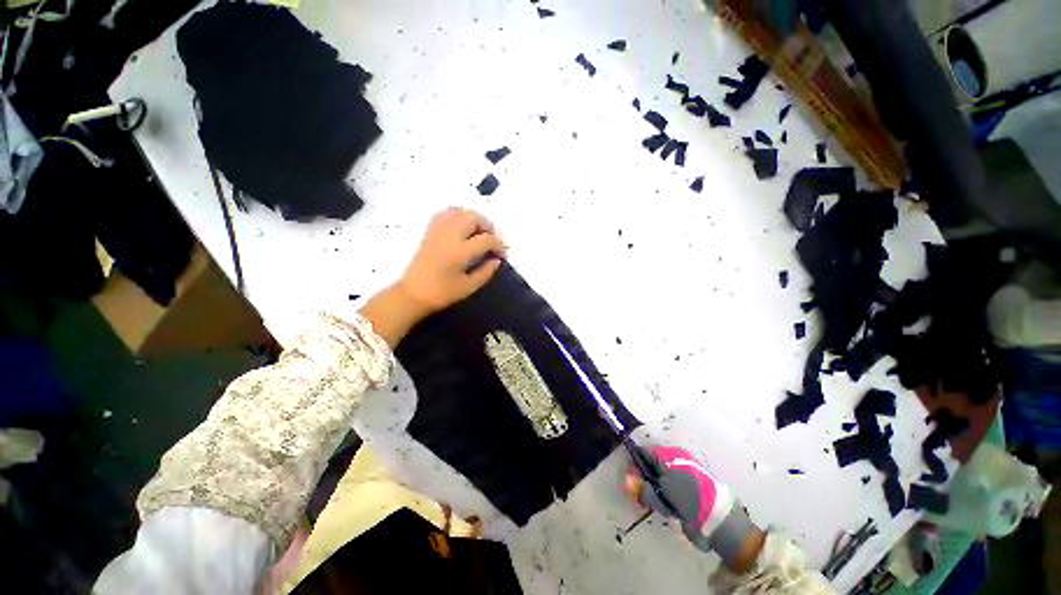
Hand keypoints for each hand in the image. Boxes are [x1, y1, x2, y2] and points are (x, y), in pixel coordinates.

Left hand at [395, 207, 506, 316]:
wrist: (412, 294)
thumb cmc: (442, 294)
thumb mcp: (469, 287)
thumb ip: (486, 272)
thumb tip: (496, 260)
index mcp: (460, 252)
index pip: (487, 239)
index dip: (499, 246)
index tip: (502, 256)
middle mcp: (449, 235)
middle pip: (473, 217)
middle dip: (488, 227)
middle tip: (491, 241)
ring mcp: (437, 231)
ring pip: (459, 211)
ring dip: (473, 219)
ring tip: (477, 234)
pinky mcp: (429, 231)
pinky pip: (445, 214)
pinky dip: (457, 217)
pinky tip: (461, 230)